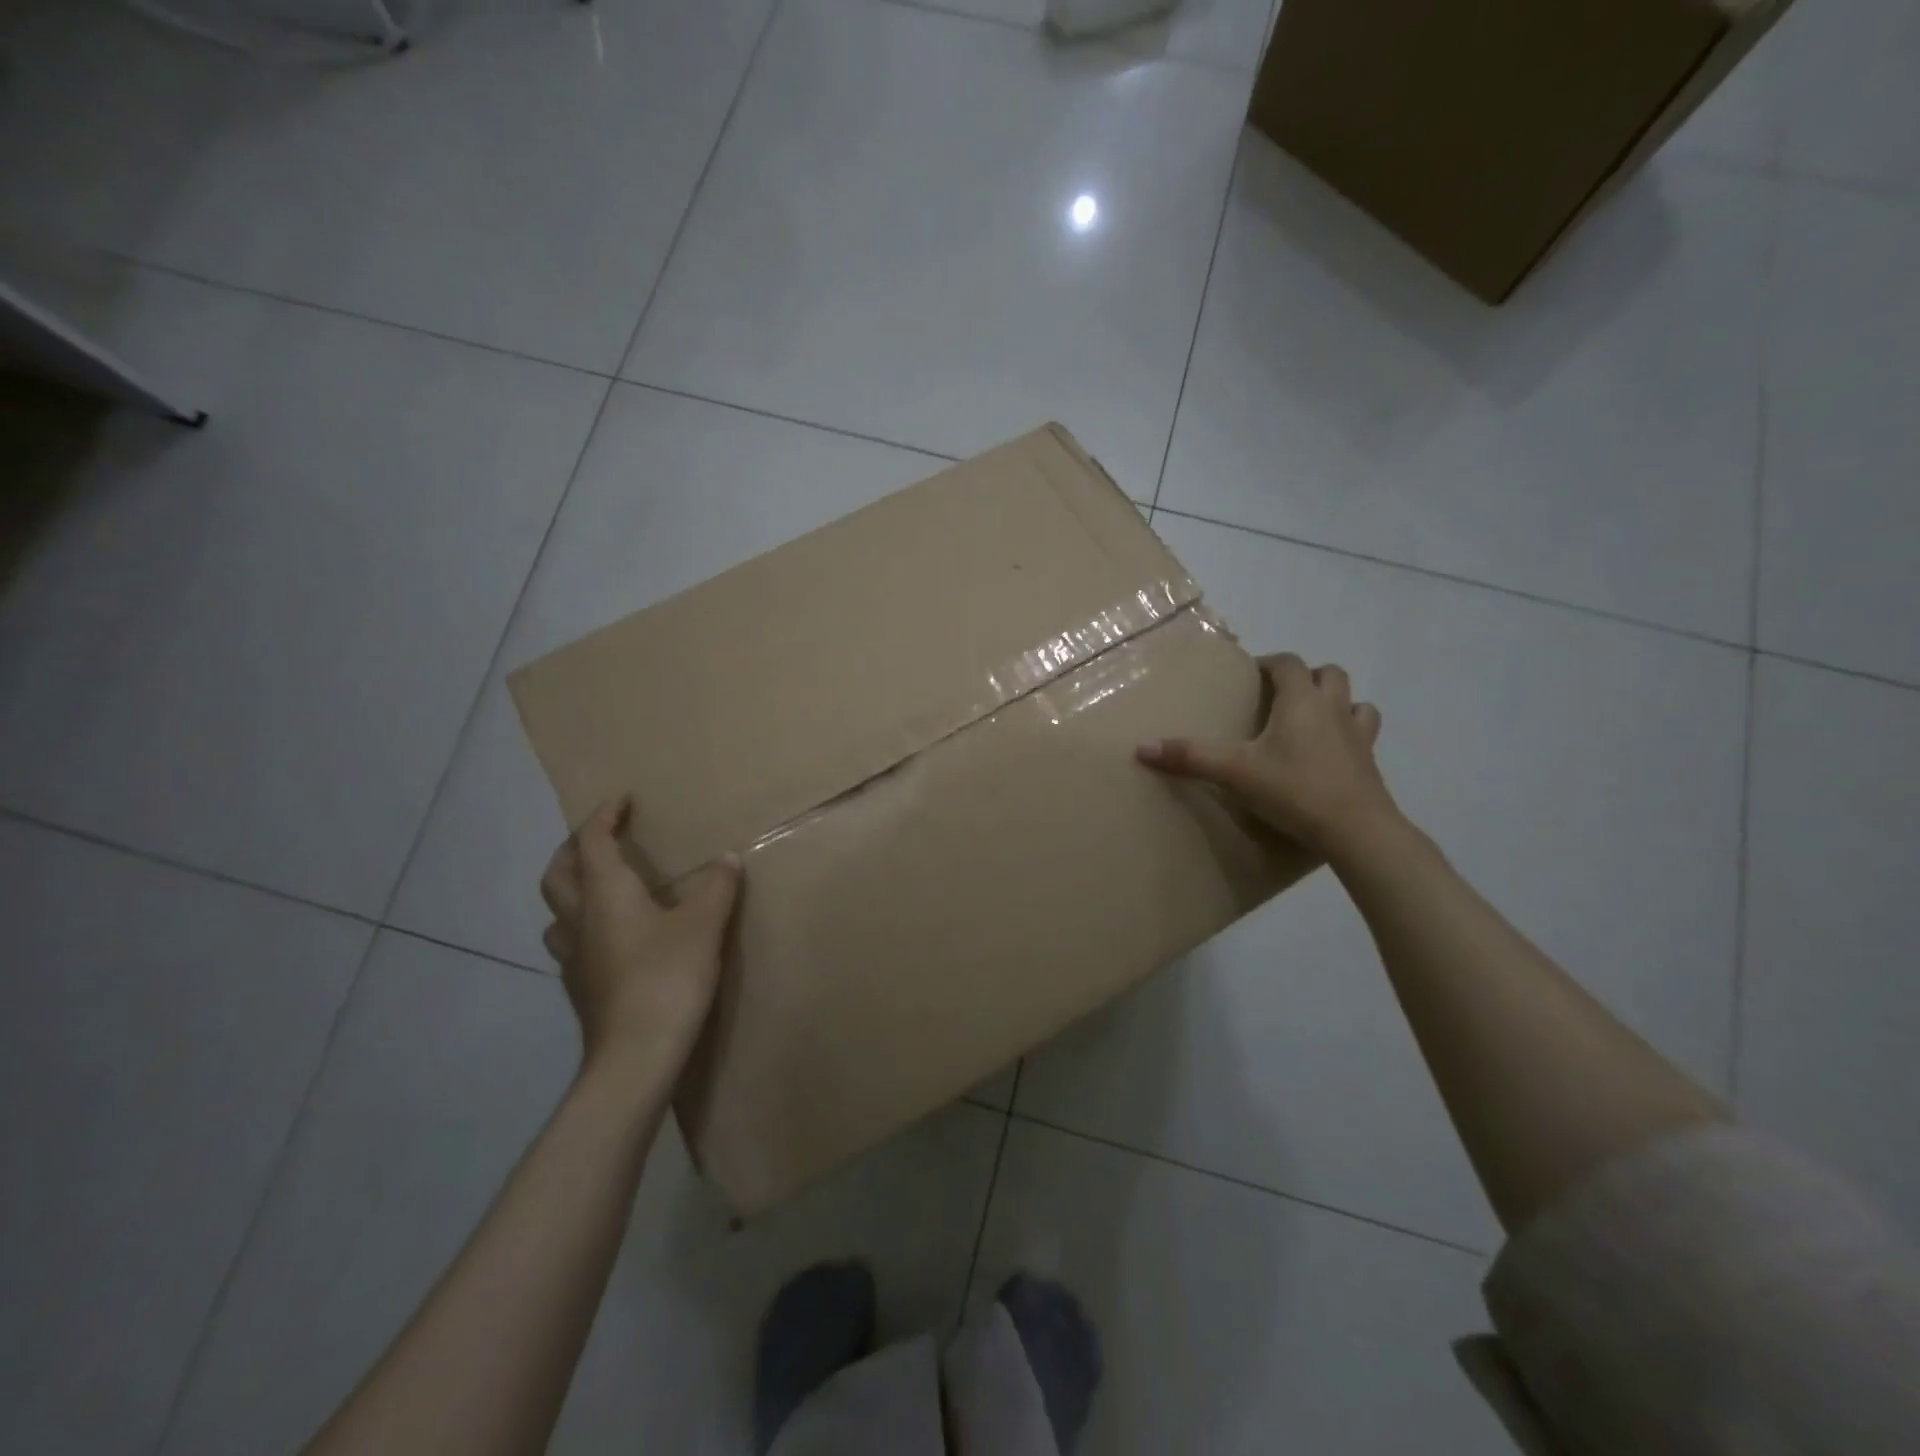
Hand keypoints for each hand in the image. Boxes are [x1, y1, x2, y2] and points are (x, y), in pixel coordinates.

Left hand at [540, 795, 741, 1084]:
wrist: (635, 1056)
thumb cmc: (667, 978)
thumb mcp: (703, 926)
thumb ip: (716, 887)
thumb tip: (727, 857)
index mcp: (605, 895)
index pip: (591, 842)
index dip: (603, 816)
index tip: (622, 800)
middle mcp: (580, 920)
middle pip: (558, 873)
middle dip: (575, 846)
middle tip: (602, 836)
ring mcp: (573, 958)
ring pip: (557, 911)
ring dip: (572, 888)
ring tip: (600, 885)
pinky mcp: (581, 988)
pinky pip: (572, 942)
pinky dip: (584, 924)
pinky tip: (611, 937)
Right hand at [1137, 653, 1398, 861]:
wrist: (1355, 830)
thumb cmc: (1293, 789)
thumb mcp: (1234, 772)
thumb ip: (1190, 757)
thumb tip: (1142, 748)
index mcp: (1301, 701)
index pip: (1288, 663)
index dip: (1269, 663)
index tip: (1250, 676)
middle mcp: (1333, 708)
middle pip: (1328, 674)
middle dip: (1305, 677)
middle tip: (1279, 696)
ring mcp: (1358, 735)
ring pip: (1354, 701)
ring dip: (1334, 701)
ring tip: (1311, 719)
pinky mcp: (1370, 763)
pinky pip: (1365, 733)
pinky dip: (1351, 732)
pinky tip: (1333, 751)